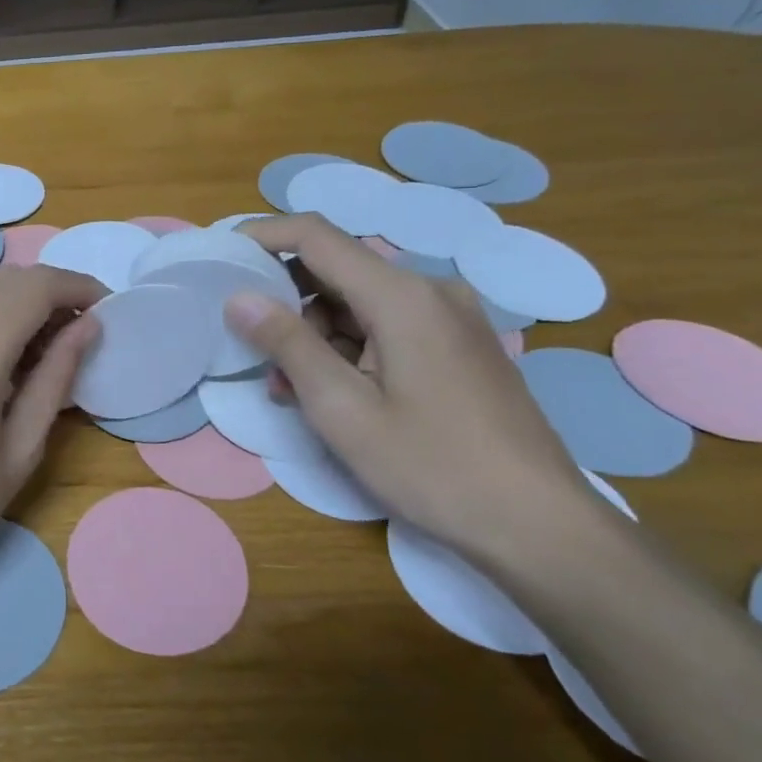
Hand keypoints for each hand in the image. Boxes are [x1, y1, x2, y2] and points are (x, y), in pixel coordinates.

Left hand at [0, 264, 103, 632]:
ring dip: (17, 306)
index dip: (78, 286)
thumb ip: (55, 378)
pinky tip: (0, 361)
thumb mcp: (18, 450)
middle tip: (82, 332)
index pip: (37, 286)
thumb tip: (87, 327)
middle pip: (7, 281)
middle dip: (51, 294)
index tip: (107, 305)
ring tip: (45, 352)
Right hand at [226, 214, 609, 567]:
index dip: (263, 236)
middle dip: (287, 304)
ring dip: (316, 335)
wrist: (540, 524)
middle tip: (256, 353)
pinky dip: (349, 349)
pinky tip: (335, 394)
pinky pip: (387, 326)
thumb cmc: (432, 466)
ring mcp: (451, 318)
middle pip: (337, 271)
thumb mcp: (342, 408)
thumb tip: (238, 298)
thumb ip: (287, 344)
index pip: (316, 236)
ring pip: (359, 303)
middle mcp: (431, 291)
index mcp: (402, 296)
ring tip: (293, 391)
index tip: (222, 256)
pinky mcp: (459, 345)